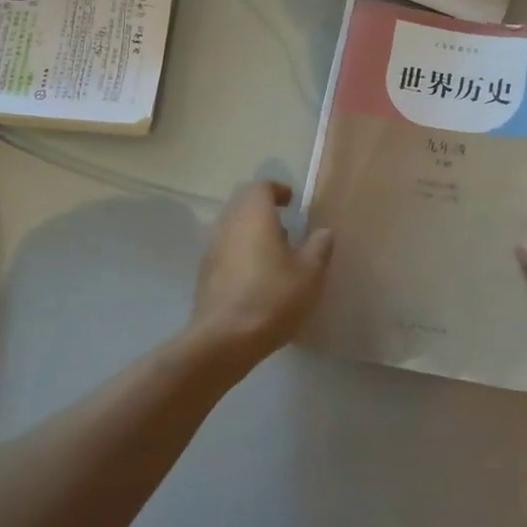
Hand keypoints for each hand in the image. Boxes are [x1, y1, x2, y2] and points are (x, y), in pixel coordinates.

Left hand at [192, 181, 333, 367]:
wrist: (224, 340)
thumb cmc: (272, 297)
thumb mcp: (310, 272)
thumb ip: (319, 246)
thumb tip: (323, 231)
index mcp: (254, 214)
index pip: (261, 186)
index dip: (278, 190)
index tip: (293, 203)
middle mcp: (228, 223)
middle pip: (243, 204)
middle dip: (264, 210)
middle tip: (286, 228)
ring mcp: (212, 248)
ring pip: (232, 228)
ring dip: (251, 233)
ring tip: (274, 255)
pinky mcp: (204, 274)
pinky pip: (224, 251)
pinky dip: (240, 254)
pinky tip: (256, 278)